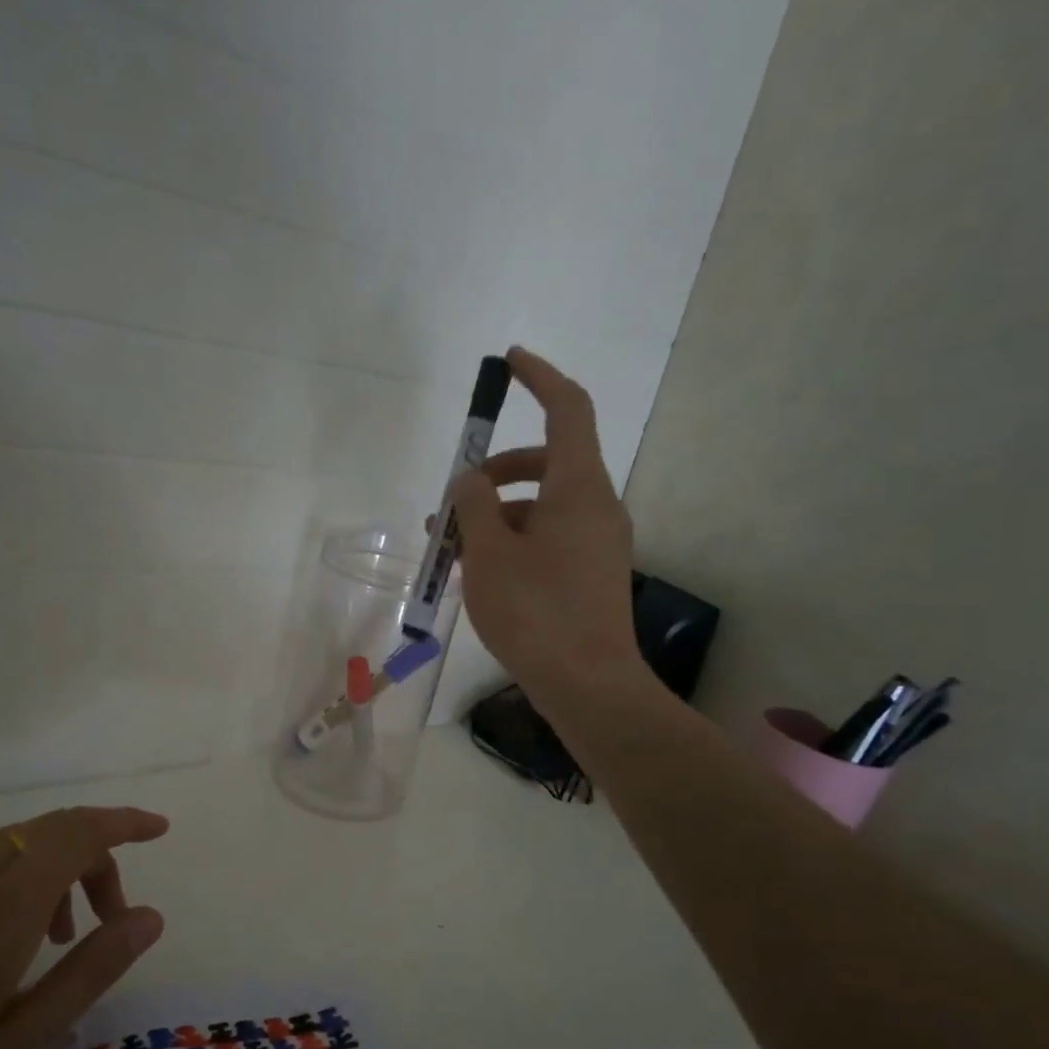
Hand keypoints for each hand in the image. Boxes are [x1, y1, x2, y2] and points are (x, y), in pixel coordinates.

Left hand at [0, 806, 167, 1048]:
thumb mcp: (22, 1046)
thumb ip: (92, 970)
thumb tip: (150, 915)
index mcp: (0, 910)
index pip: (78, 832)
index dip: (124, 822)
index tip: (158, 830)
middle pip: (48, 832)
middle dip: (92, 860)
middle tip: (101, 923)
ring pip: (7, 841)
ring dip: (44, 870)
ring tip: (43, 935)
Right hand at [450, 347, 661, 742]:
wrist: (589, 686)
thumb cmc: (536, 613)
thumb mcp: (488, 555)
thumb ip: (472, 506)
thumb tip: (469, 480)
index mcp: (578, 488)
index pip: (568, 409)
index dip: (540, 378)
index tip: (510, 362)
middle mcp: (597, 506)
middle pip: (546, 462)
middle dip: (495, 473)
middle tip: (451, 501)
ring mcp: (598, 542)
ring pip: (543, 506)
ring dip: (497, 515)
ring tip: (450, 550)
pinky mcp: (592, 573)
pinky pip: (550, 537)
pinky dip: (514, 540)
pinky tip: (479, 574)